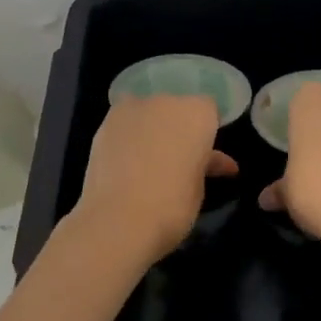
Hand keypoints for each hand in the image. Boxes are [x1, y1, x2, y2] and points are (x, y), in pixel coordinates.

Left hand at [70, 95, 238, 260]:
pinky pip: (124, 123)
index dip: (206, 130)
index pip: (208, 109)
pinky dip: (127, 136)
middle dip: (178, 127)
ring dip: (151, 128)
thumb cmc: (172, 206)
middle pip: (176, 106)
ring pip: (148, 112)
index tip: (203, 152)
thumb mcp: (199, 187)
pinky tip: (126, 161)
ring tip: (146, 160)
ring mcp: (132, 108)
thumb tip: (216, 161)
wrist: (118, 219)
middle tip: (177, 157)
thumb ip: (205, 164)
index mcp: (197, 113)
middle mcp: (166, 101)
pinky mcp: (105, 122)